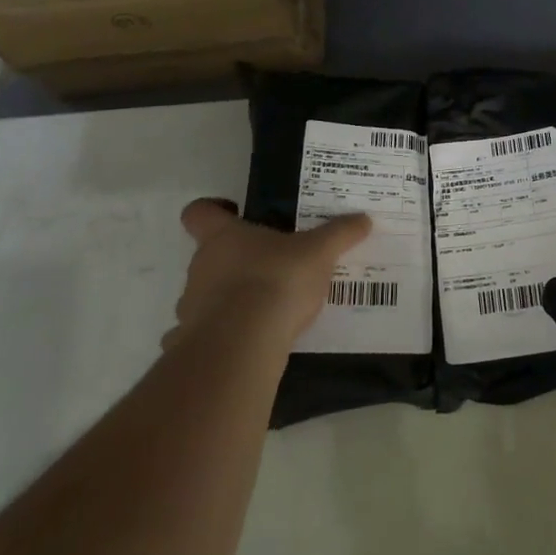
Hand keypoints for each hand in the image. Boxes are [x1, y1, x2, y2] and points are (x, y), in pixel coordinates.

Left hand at [166, 199, 372, 348]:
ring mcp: (192, 307)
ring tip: (271, 307)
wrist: (242, 345)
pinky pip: (208, 334)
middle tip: (274, 264)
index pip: (199, 212)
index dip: (211, 209)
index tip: (234, 212)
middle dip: (238, 259)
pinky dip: (227, 333)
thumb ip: (340, 234)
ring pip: (209, 295)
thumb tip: (364, 219)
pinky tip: (255, 339)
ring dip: (233, 298)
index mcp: (223, 237)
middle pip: (210, 255)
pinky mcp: (194, 342)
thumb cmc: (275, 281)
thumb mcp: (319, 253)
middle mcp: (201, 267)